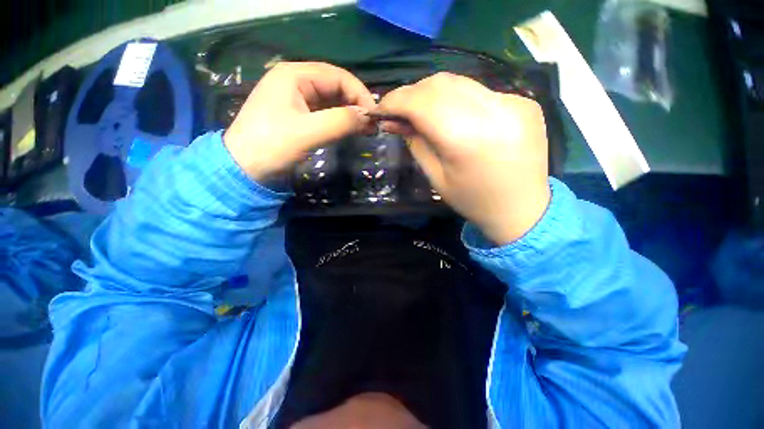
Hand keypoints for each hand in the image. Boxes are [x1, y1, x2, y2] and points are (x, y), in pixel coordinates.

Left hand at [223, 62, 375, 180]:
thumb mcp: (308, 132)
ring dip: (349, 113)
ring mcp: (295, 98)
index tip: (374, 115)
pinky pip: (324, 112)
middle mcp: (295, 81)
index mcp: (294, 75)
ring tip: (365, 128)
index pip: (338, 76)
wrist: (243, 168)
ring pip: (331, 100)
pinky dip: (339, 120)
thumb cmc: (271, 146)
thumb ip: (340, 121)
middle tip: (372, 125)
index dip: (359, 93)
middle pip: (335, 86)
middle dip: (355, 103)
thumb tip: (367, 116)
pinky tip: (349, 129)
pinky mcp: (297, 115)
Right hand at [376, 72, 550, 244]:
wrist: (523, 210)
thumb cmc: (473, 201)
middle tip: (400, 112)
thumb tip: (394, 120)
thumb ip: (416, 143)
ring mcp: (515, 102)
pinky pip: (480, 92)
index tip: (380, 108)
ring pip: (460, 82)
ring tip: (422, 112)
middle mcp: (494, 111)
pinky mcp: (525, 102)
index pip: (421, 102)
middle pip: (440, 84)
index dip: (395, 101)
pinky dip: (458, 100)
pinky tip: (454, 117)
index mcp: (467, 139)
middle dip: (412, 94)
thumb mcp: (436, 177)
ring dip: (433, 94)